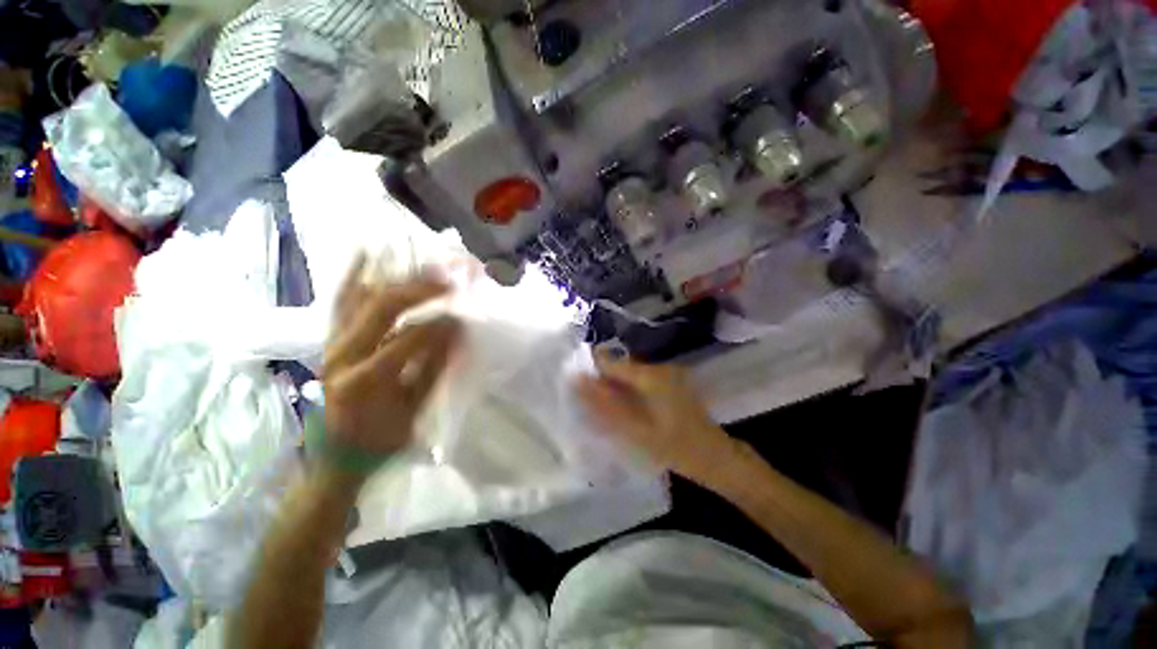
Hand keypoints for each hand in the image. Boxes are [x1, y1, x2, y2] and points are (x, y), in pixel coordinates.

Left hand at [321, 254, 461, 462]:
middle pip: (380, 308)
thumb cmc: (379, 438)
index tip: (463, 315)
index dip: (438, 325)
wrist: (336, 456)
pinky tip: (365, 254)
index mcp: (362, 380)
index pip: (406, 340)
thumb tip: (456, 331)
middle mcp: (340, 354)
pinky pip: (341, 302)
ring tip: (419, 260)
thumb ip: (434, 369)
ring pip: (359, 298)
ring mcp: (331, 344)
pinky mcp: (330, 340)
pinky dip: (354, 276)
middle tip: (447, 280)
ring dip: (392, 276)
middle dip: (418, 290)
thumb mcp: (413, 410)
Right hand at [576, 352, 746, 485]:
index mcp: (649, 375)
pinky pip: (643, 381)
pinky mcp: (673, 382)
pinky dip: (632, 393)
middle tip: (593, 405)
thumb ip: (602, 404)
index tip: (579, 386)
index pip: (610, 361)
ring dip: (618, 389)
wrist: (715, 457)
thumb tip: (577, 381)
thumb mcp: (632, 428)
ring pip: (632, 375)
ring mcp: (668, 374)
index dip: (593, 372)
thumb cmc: (673, 446)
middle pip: (621, 368)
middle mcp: (659, 367)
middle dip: (605, 383)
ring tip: (610, 411)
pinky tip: (631, 410)